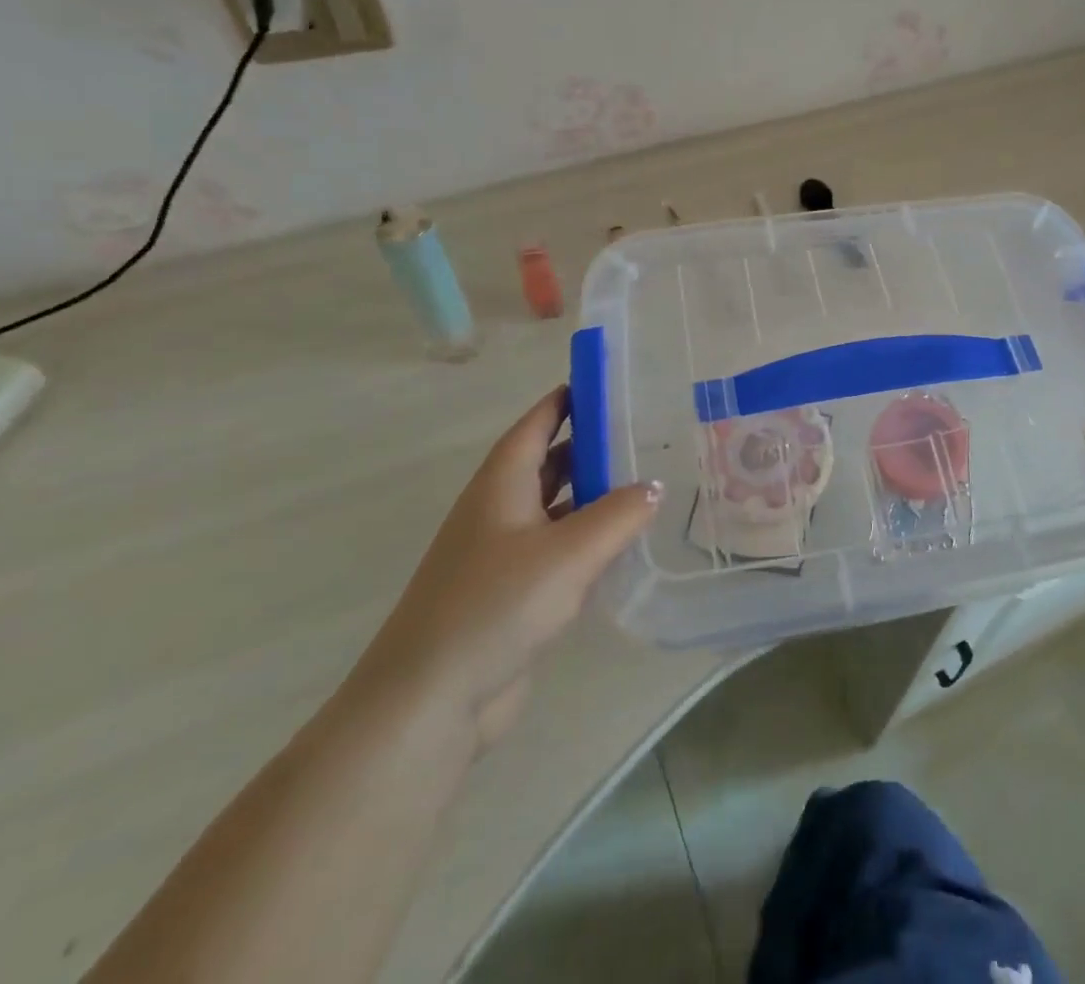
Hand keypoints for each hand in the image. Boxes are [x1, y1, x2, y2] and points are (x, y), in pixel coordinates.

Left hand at [347, 386, 660, 752]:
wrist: (429, 700)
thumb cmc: (496, 605)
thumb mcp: (570, 552)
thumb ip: (619, 514)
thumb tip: (655, 486)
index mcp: (501, 484)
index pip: (537, 423)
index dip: (568, 399)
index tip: (609, 383)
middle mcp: (498, 510)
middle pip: (547, 462)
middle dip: (589, 445)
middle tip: (643, 433)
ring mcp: (501, 553)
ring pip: (554, 507)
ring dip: (591, 493)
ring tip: (644, 481)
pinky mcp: (510, 593)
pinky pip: (556, 548)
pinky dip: (586, 537)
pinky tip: (621, 544)